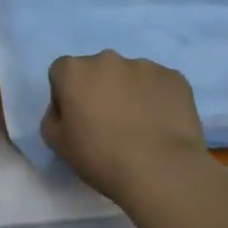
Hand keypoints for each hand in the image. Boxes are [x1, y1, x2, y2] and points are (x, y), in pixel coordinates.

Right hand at [43, 51, 209, 204]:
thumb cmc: (101, 158)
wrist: (161, 170)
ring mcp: (144, 65)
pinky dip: (158, 99)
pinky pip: (159, 85)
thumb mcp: (58, 145)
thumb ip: (53, 117)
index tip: (77, 120)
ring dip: (130, 93)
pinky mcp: (174, 76)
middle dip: (100, 89)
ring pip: (131, 76)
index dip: (67, 95)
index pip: (62, 73)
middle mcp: (107, 58)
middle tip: (110, 124)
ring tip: (141, 127)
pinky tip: (162, 126)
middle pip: (98, 70)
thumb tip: (65, 108)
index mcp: (74, 70)